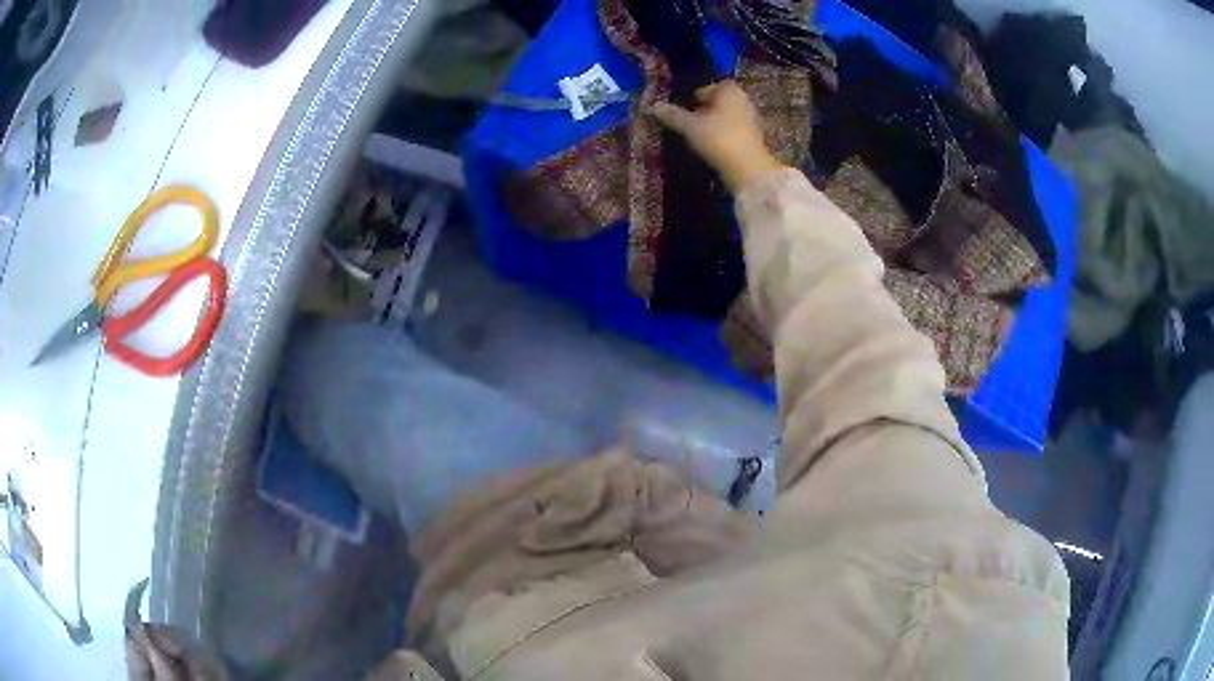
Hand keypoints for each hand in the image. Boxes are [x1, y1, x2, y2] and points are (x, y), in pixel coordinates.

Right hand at [651, 81, 783, 191]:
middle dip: (701, 112)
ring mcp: (750, 118)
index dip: (690, 99)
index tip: (680, 112)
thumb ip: (672, 115)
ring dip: (710, 125)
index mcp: (729, 89)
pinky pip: (730, 131)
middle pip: (715, 103)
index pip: (704, 89)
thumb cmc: (718, 138)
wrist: (749, 169)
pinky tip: (711, 148)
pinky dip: (720, 137)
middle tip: (686, 125)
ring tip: (696, 139)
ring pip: (723, 118)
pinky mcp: (753, 138)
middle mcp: (742, 99)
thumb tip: (654, 106)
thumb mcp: (690, 126)